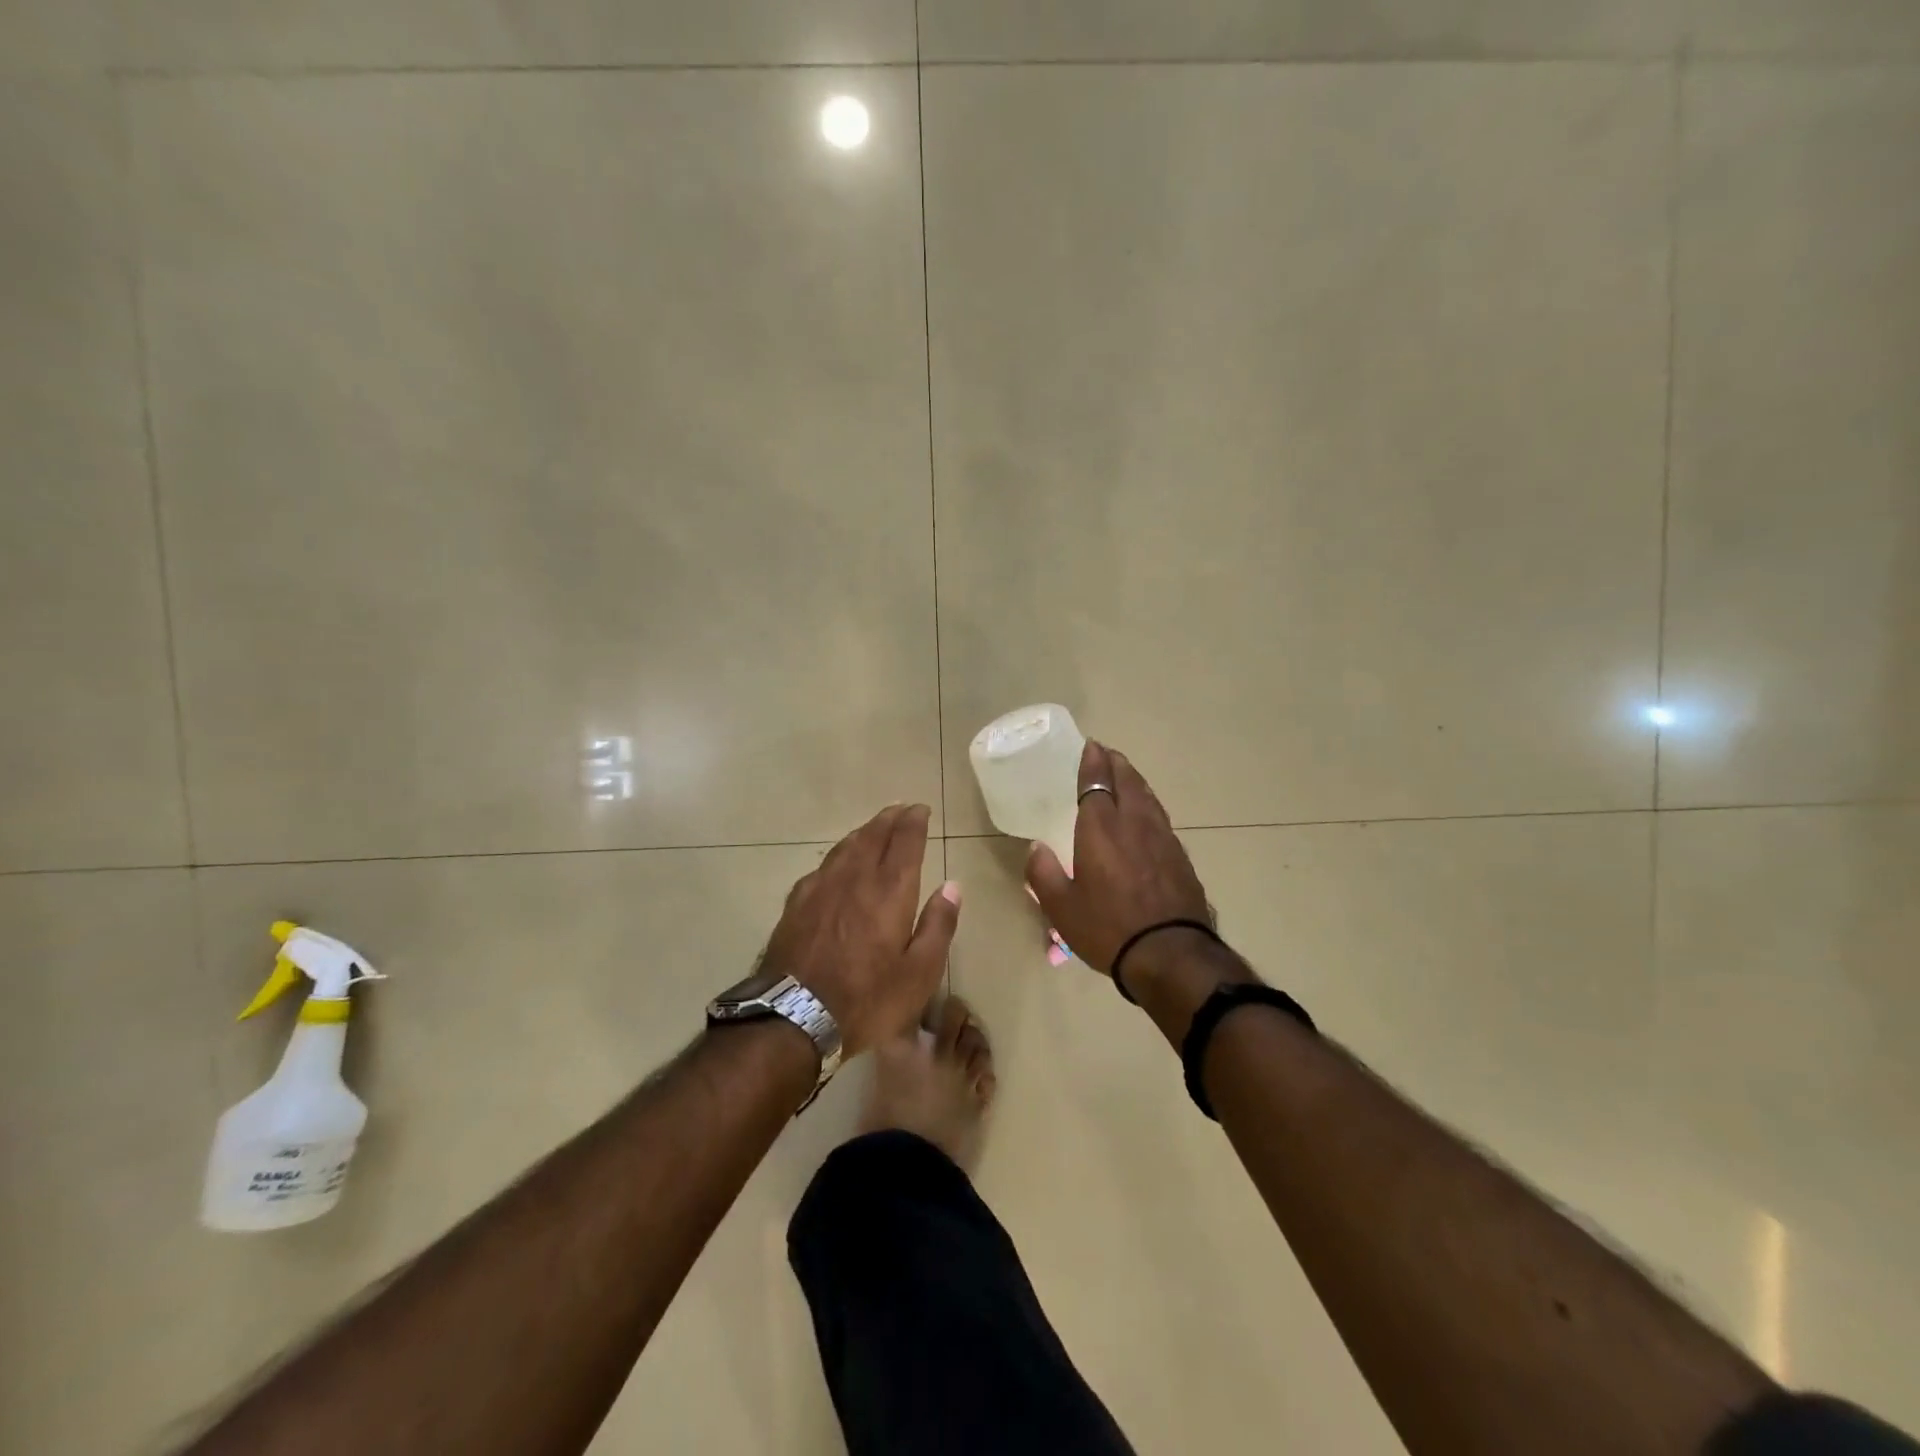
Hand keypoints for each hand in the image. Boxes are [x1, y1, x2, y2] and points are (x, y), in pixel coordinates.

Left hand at [763, 803, 959, 1056]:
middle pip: (873, 836)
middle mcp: (855, 879)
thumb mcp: (919, 974)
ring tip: (874, 827)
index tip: (921, 810)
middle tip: (901, 809)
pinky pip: (823, 866)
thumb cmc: (867, 1000)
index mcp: (889, 891)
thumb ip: (938, 926)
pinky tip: (837, 863)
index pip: (905, 843)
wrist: (794, 1018)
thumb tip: (952, 887)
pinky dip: (838, 855)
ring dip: (863, 832)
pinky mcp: (796, 904)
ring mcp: (821, 888)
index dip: (914, 822)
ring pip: (846, 847)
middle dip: (889, 819)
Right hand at [1025, 741, 1213, 983]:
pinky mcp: (1180, 857)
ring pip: (1147, 797)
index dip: (1092, 762)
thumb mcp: (1061, 908)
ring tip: (1125, 775)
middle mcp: (1134, 824)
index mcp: (1101, 829)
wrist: (1172, 954)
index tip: (1090, 746)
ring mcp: (1162, 838)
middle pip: (1127, 781)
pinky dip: (1148, 804)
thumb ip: (1043, 873)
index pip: (1095, 783)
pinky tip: (1146, 814)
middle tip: (1106, 753)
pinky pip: (1160, 817)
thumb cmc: (1109, 928)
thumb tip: (1036, 848)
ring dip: (1134, 780)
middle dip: (1115, 763)